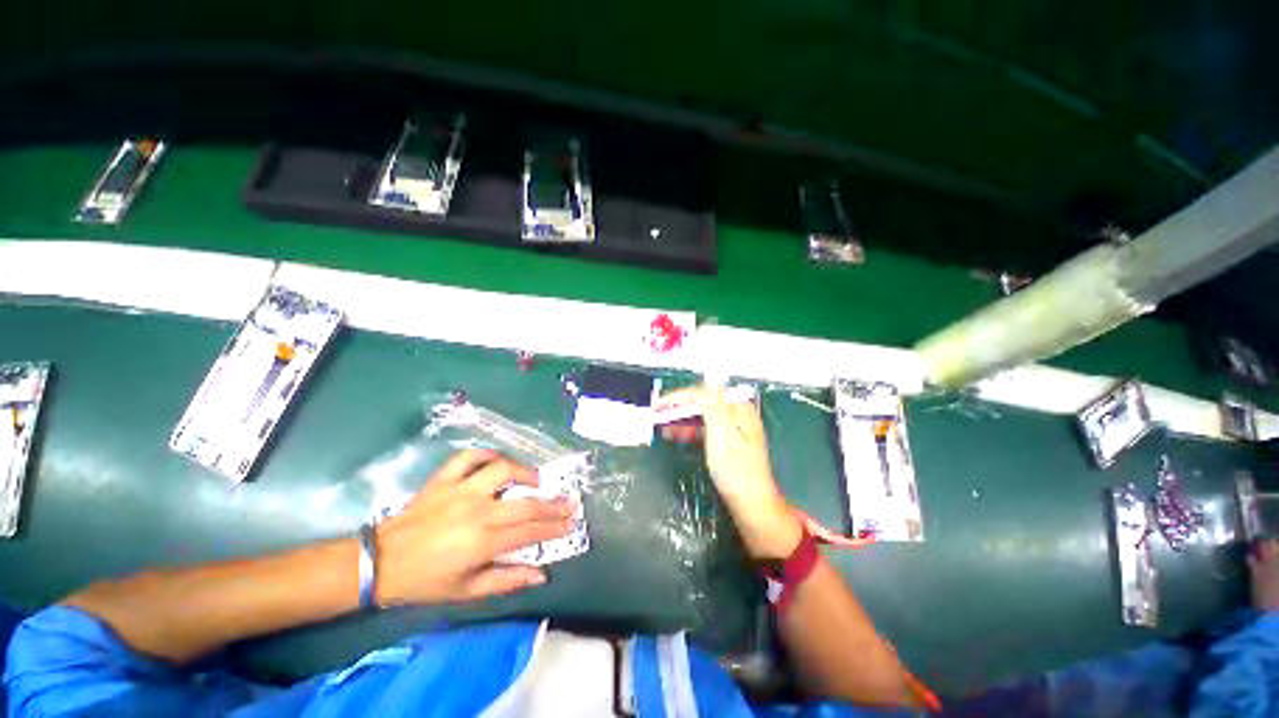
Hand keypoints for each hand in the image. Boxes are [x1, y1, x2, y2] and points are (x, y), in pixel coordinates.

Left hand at [373, 449, 576, 604]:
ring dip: (524, 472)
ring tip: (535, 480)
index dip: (554, 527)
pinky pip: (469, 457)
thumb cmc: (424, 582)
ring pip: (503, 470)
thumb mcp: (465, 591)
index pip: (530, 531)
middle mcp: (478, 511)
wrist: (379, 563)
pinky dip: (486, 455)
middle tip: (569, 501)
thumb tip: (541, 575)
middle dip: (552, 503)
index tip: (572, 522)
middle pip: (526, 502)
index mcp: (483, 541)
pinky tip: (497, 461)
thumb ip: (506, 580)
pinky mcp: (444, 479)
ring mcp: (461, 490)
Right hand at [660, 386, 801, 558]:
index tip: (659, 405)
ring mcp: (734, 430)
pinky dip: (691, 431)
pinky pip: (706, 430)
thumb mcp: (721, 432)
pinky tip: (677, 435)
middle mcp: (737, 415)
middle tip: (656, 415)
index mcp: (738, 408)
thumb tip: (707, 378)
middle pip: (703, 404)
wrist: (753, 505)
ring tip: (662, 426)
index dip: (679, 397)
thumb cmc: (735, 468)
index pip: (704, 394)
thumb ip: (713, 404)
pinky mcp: (729, 445)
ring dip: (682, 419)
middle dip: (679, 408)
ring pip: (703, 417)